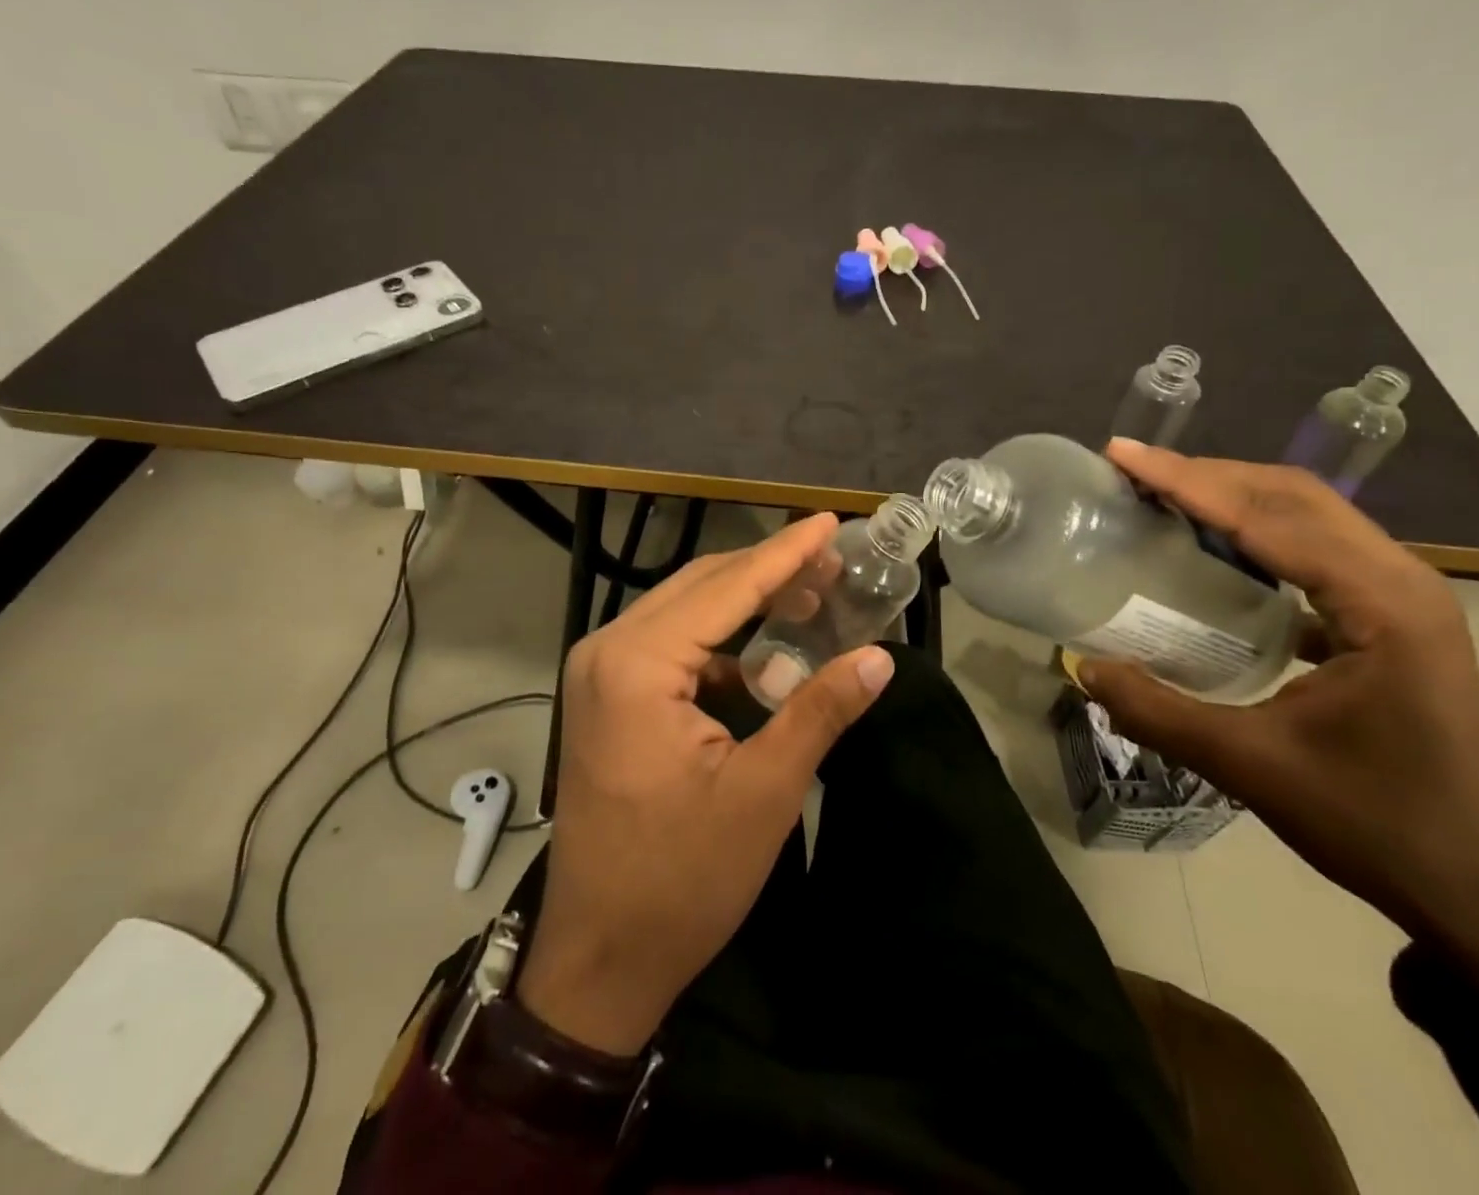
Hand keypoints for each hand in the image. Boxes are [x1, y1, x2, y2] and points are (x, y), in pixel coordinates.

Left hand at [517, 514, 895, 1054]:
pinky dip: (718, 639)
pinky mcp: (607, 698)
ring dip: (744, 601)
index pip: (727, 588)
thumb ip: (819, 711)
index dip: (785, 554)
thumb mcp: (764, 792)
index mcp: (638, 664)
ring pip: (684, 611)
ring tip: (809, 596)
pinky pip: (669, 645)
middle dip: (768, 571)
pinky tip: (762, 656)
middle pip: (701, 587)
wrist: (599, 958)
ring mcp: (600, 674)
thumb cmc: (681, 879)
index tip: (829, 522)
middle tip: (832, 561)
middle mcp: (608, 651)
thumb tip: (879, 657)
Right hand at [1077, 441, 1478, 1015]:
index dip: (1187, 482)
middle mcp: (1400, 581)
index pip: (1268, 517)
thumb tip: (1082, 666)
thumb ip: (1159, 713)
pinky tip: (1213, 553)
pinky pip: (1315, 551)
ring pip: (1308, 516)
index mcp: (1382, 604)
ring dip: (1232, 497)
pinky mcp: (1391, 620)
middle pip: (1293, 496)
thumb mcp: (1253, 769)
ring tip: (1162, 497)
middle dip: (1207, 475)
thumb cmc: (1380, 826)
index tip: (1122, 457)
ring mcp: (1402, 598)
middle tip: (1132, 472)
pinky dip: (1257, 533)